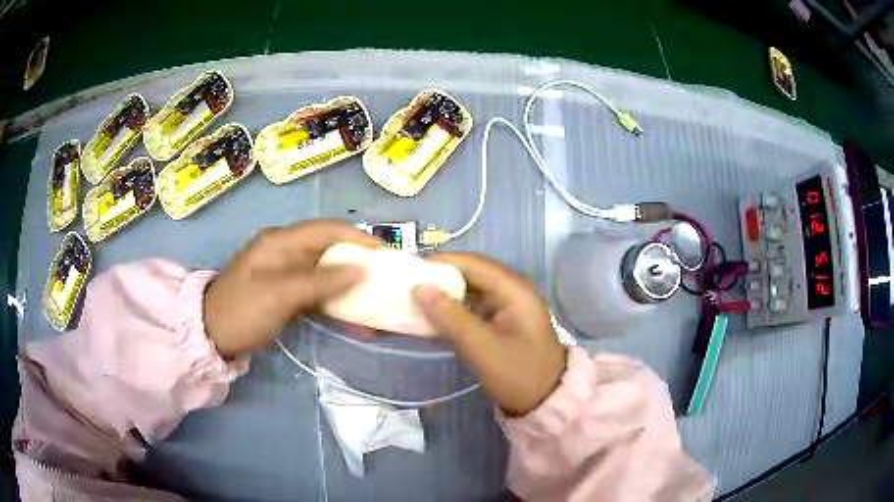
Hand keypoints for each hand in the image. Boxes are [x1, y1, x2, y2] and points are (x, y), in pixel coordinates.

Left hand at [204, 220, 380, 357]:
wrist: (210, 334)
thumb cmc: (243, 311)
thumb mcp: (280, 295)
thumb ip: (321, 281)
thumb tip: (361, 269)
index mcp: (281, 241)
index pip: (327, 229)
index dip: (358, 238)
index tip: (387, 253)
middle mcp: (285, 250)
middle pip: (329, 249)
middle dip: (358, 261)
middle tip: (385, 277)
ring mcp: (284, 272)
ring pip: (325, 271)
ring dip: (349, 284)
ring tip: (375, 297)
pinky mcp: (285, 291)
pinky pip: (316, 290)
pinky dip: (334, 300)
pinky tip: (352, 315)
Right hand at [412, 252, 566, 415]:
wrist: (545, 401)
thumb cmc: (518, 374)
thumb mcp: (482, 348)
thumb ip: (450, 317)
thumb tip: (419, 287)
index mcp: (513, 288)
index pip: (472, 263)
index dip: (439, 262)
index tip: (408, 270)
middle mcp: (511, 289)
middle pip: (469, 273)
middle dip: (438, 278)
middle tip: (405, 286)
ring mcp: (506, 305)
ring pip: (468, 290)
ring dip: (443, 294)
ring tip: (412, 300)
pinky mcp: (500, 320)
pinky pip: (472, 306)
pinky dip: (452, 310)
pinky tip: (431, 317)